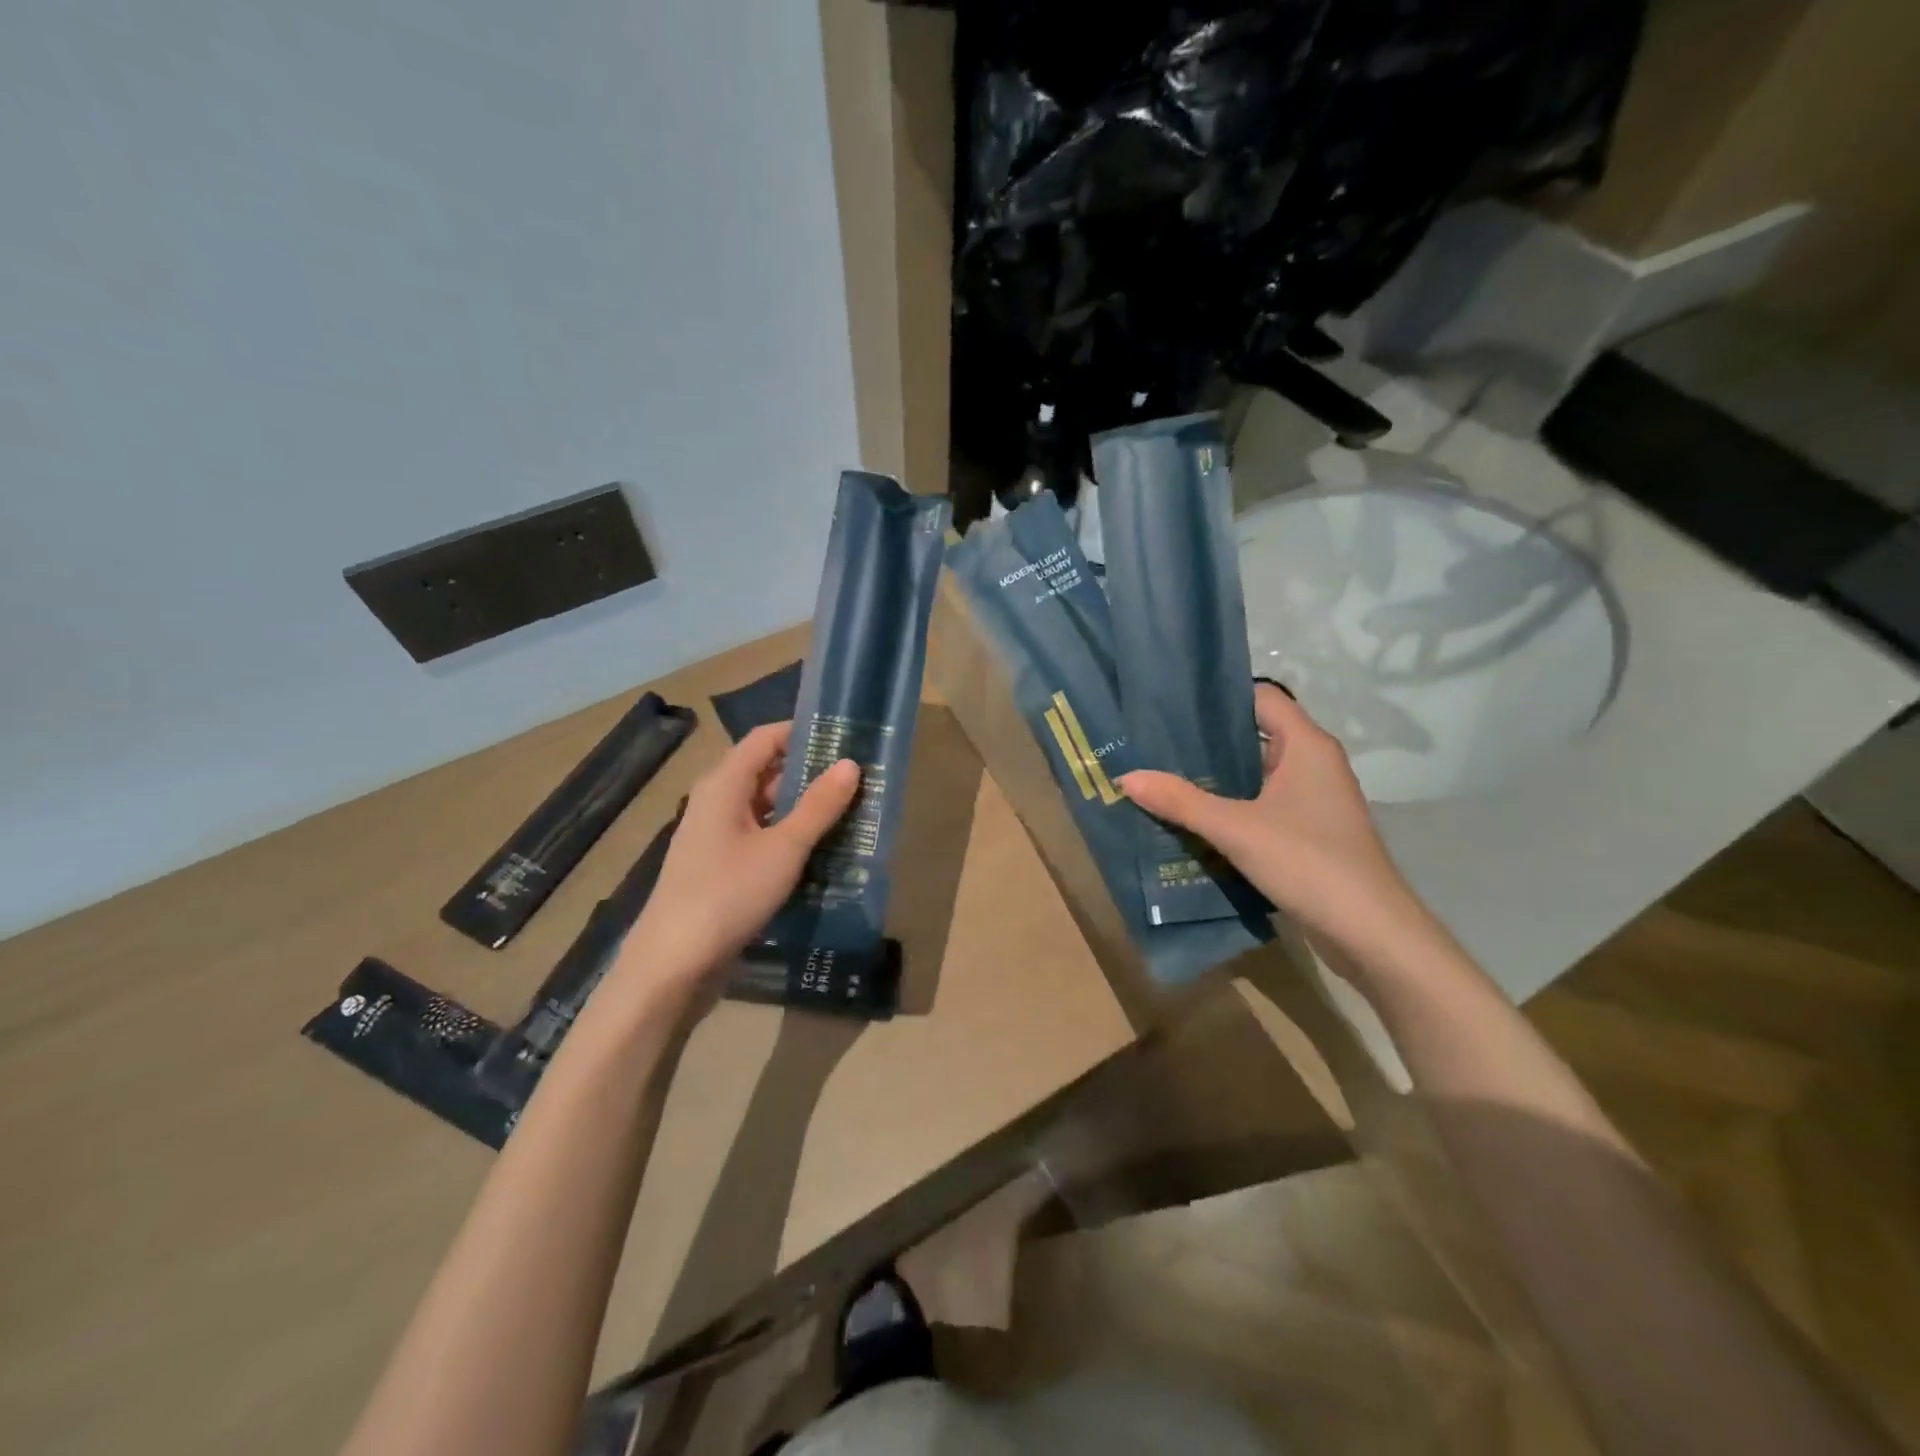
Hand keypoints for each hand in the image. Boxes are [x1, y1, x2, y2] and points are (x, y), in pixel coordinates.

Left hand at [620, 722, 860, 988]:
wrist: (673, 963)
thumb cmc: (728, 894)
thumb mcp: (783, 848)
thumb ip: (818, 806)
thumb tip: (850, 764)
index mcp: (724, 784)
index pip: (765, 738)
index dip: (803, 732)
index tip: (844, 737)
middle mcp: (716, 801)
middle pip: (766, 771)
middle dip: (811, 773)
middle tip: (858, 779)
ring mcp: (716, 835)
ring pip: (766, 807)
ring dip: (803, 808)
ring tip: (850, 812)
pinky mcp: (720, 866)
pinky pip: (760, 836)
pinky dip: (789, 836)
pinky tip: (821, 851)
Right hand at [1117, 683, 1439, 966]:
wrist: (1370, 932)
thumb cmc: (1308, 863)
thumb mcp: (1236, 829)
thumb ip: (1181, 801)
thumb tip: (1127, 777)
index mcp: (1307, 745)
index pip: (1260, 697)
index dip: (1219, 697)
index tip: (1173, 705)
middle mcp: (1314, 763)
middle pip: (1255, 735)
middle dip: (1207, 741)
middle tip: (1156, 744)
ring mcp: (1314, 799)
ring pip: (1257, 773)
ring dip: (1217, 777)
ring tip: (1165, 777)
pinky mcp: (1310, 830)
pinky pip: (1263, 804)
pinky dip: (1232, 806)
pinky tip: (1195, 818)